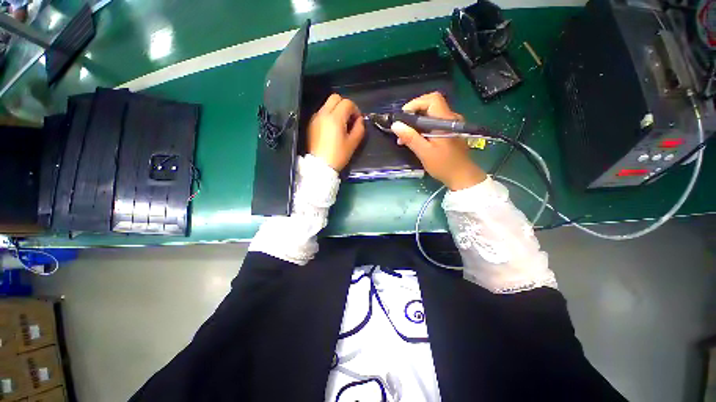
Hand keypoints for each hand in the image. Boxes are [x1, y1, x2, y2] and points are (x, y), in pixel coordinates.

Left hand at [308, 94, 364, 170]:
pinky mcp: (311, 123)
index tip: (357, 120)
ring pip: (327, 104)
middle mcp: (324, 113)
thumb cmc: (338, 155)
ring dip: (337, 109)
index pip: (347, 103)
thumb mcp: (353, 143)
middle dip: (345, 105)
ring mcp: (316, 118)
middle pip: (335, 97)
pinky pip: (322, 112)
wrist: (320, 165)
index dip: (355, 110)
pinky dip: (329, 115)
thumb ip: (359, 128)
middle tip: (349, 118)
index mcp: (335, 118)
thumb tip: (360, 120)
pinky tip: (332, 128)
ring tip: (341, 124)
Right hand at [390, 92, 486, 190]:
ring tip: (404, 138)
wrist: (462, 176)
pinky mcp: (449, 132)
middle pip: (430, 106)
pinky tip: (414, 140)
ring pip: (430, 116)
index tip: (403, 117)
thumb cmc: (444, 165)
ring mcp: (451, 125)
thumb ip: (411, 138)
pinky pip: (434, 124)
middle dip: (413, 116)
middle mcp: (450, 118)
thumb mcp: (424, 152)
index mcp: (446, 121)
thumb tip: (395, 125)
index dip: (416, 103)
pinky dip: (422, 129)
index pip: (432, 99)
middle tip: (401, 129)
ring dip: (416, 124)